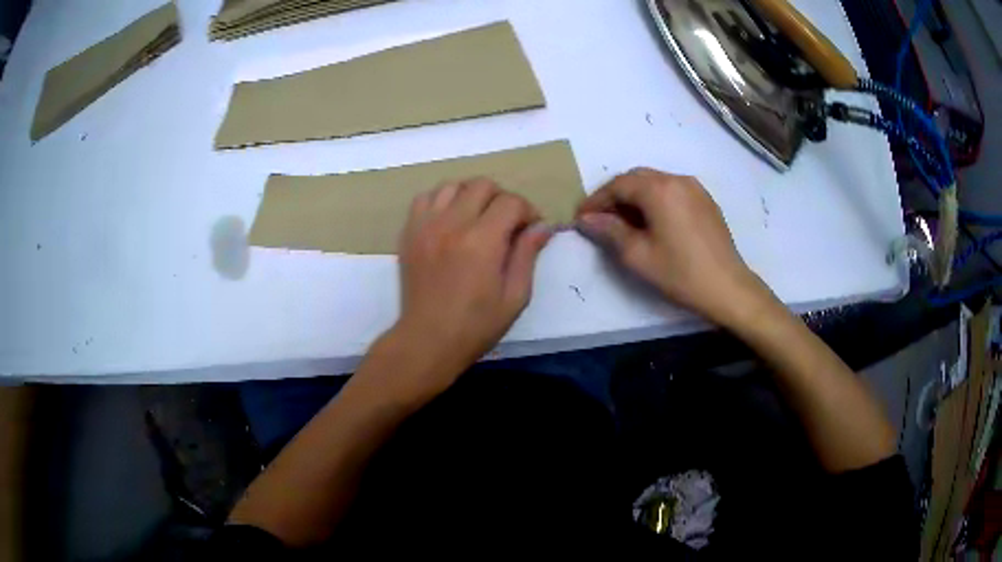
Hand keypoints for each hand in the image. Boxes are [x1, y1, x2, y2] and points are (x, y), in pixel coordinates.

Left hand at [379, 178, 551, 398]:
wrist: (428, 340)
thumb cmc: (476, 325)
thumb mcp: (515, 296)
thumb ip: (527, 255)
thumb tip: (542, 226)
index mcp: (481, 242)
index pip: (511, 202)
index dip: (528, 211)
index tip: (531, 229)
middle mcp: (452, 224)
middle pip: (482, 185)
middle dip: (502, 199)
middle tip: (506, 224)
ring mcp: (426, 226)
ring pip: (453, 185)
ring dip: (471, 196)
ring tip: (477, 219)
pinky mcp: (409, 233)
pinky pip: (425, 198)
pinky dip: (442, 200)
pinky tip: (450, 220)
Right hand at [577, 168, 771, 328]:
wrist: (727, 288)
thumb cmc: (680, 273)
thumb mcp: (638, 255)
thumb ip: (609, 231)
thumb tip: (586, 219)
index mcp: (659, 189)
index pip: (618, 185)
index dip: (596, 200)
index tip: (581, 217)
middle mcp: (677, 179)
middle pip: (636, 178)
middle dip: (615, 195)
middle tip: (600, 219)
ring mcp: (694, 188)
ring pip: (655, 182)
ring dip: (635, 197)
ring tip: (624, 222)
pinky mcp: (705, 200)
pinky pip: (672, 191)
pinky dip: (655, 200)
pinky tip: (652, 222)